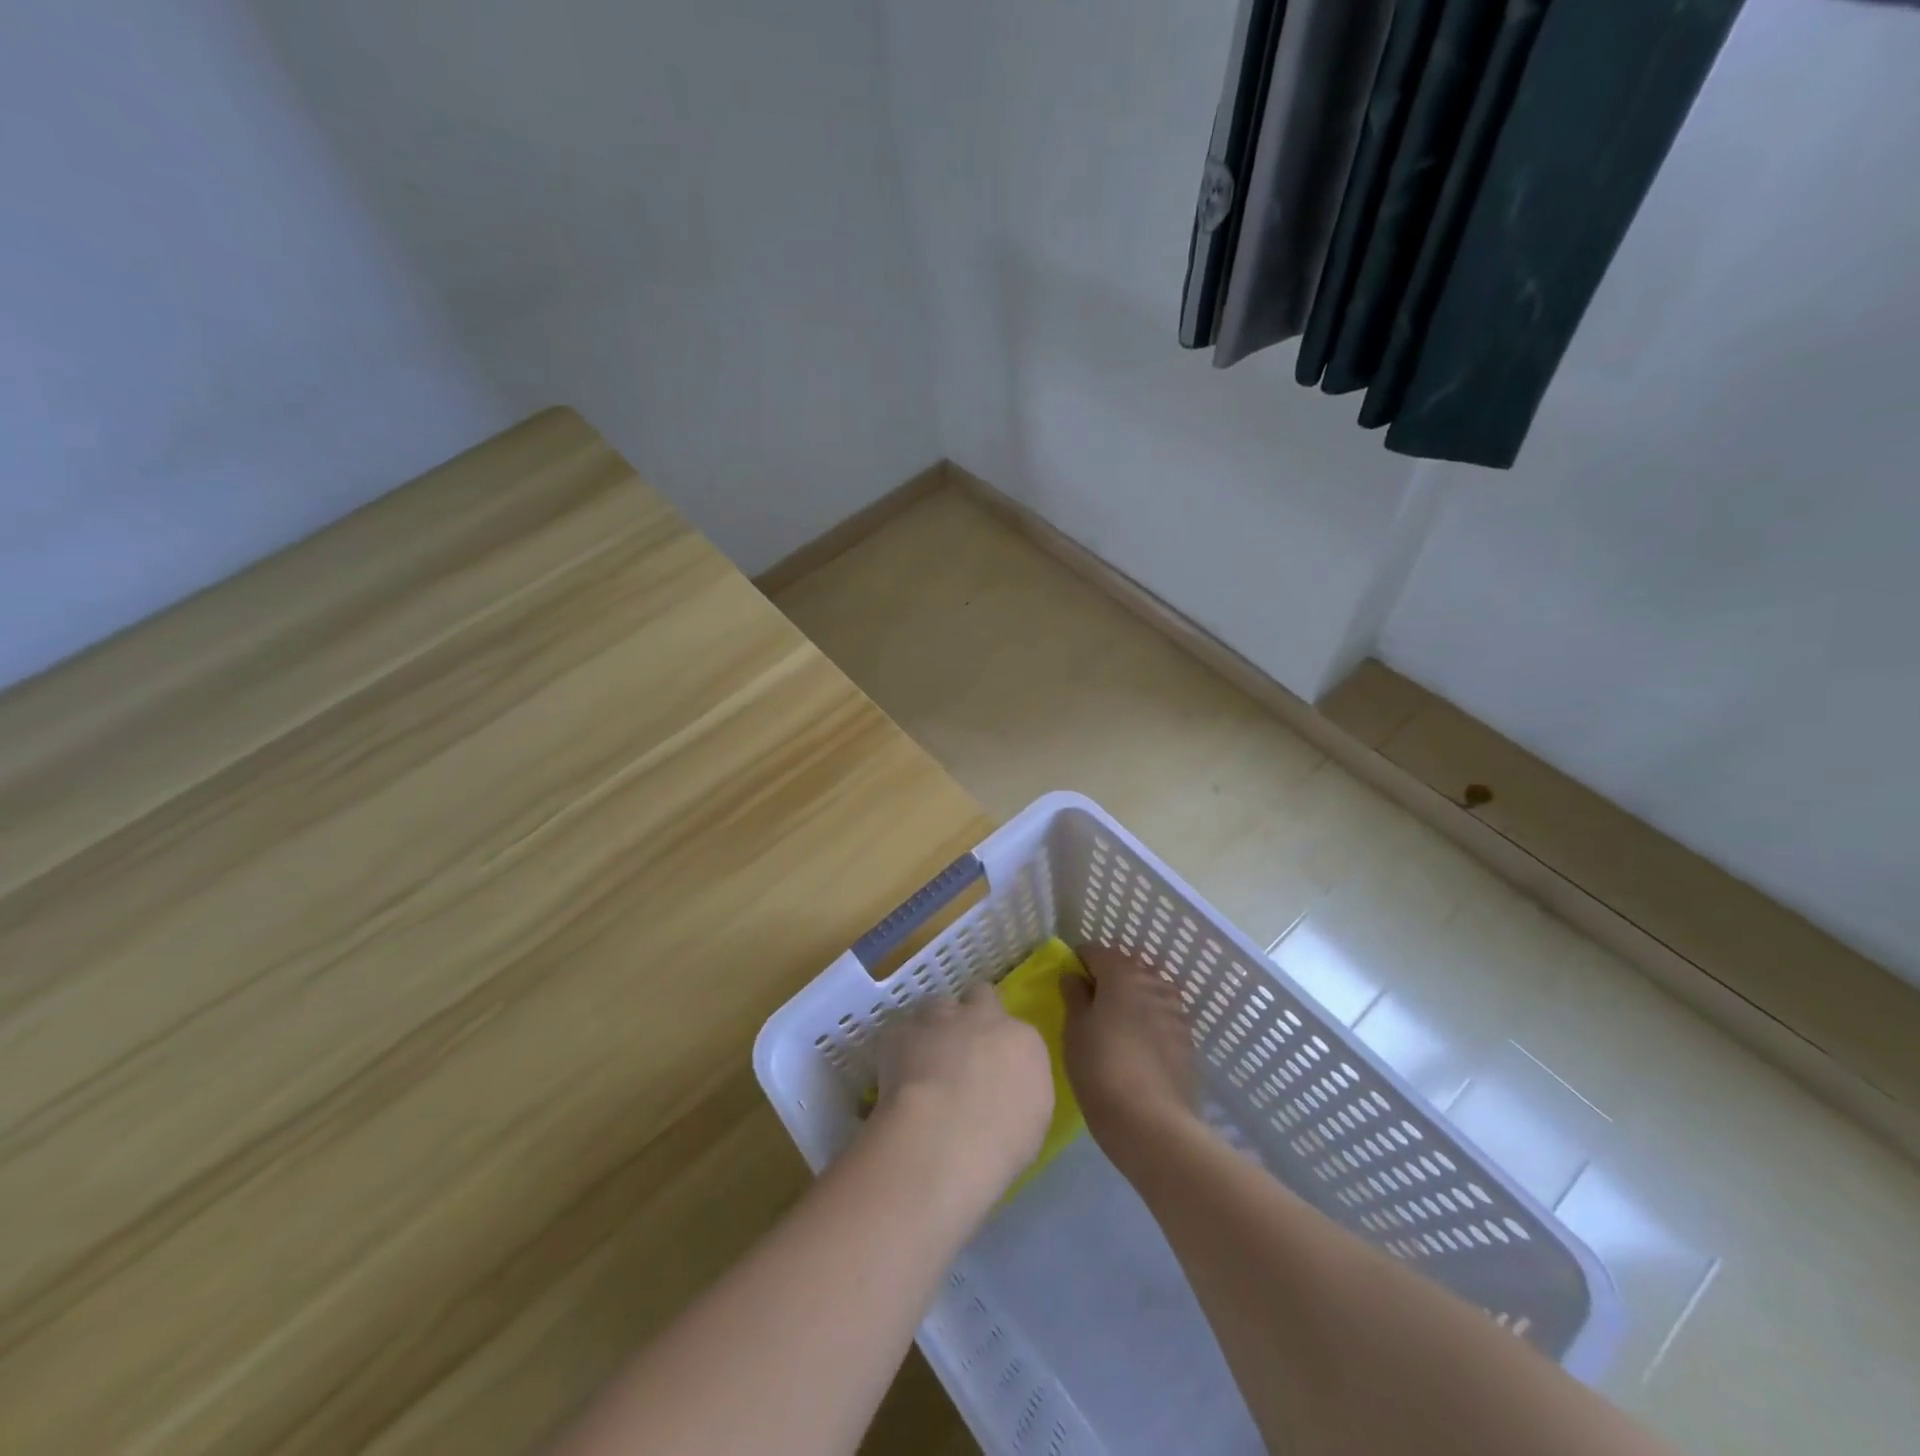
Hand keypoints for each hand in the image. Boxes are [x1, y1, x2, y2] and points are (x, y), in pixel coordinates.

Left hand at [872, 985, 1053, 1208]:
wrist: (945, 1135)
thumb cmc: (1001, 1142)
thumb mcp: (1031, 1120)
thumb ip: (1018, 1089)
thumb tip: (1003, 1087)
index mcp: (1022, 1040)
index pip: (1016, 1030)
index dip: (1002, 1046)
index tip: (994, 1067)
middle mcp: (983, 1017)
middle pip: (980, 996)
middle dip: (973, 1013)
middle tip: (963, 1046)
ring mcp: (940, 1019)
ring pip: (937, 1005)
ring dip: (935, 1025)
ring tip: (925, 1058)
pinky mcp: (901, 1030)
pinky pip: (900, 1030)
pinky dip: (899, 1047)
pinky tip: (895, 1074)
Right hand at [1062, 946, 1199, 1172]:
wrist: (1152, 1124)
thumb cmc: (1101, 1069)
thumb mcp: (1074, 1030)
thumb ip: (1074, 996)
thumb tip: (1074, 976)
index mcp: (1122, 974)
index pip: (1097, 951)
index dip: (1079, 961)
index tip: (1067, 980)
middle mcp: (1153, 983)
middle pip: (1126, 968)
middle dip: (1107, 978)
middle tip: (1088, 1003)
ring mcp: (1175, 1011)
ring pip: (1147, 992)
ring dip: (1130, 999)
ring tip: (1113, 1024)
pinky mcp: (1187, 1039)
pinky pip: (1161, 1017)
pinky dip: (1147, 1021)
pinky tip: (1136, 1046)